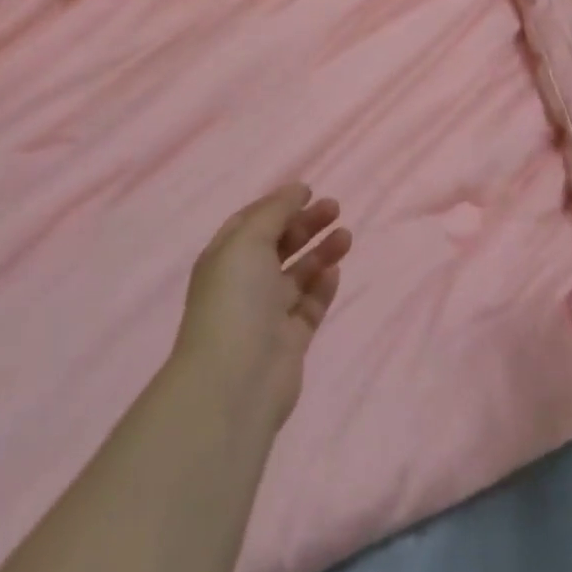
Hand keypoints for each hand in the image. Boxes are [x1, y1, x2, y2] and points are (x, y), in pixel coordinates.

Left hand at [173, 185, 352, 433]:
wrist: (235, 382)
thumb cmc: (235, 300)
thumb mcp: (248, 240)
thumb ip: (275, 211)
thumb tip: (297, 189)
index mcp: (225, 258)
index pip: (253, 222)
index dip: (279, 204)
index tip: (309, 191)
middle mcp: (244, 283)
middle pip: (279, 245)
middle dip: (306, 224)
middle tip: (336, 208)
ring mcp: (267, 313)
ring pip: (299, 274)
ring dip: (320, 252)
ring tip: (346, 236)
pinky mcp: (290, 340)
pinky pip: (310, 305)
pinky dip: (323, 286)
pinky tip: (336, 271)